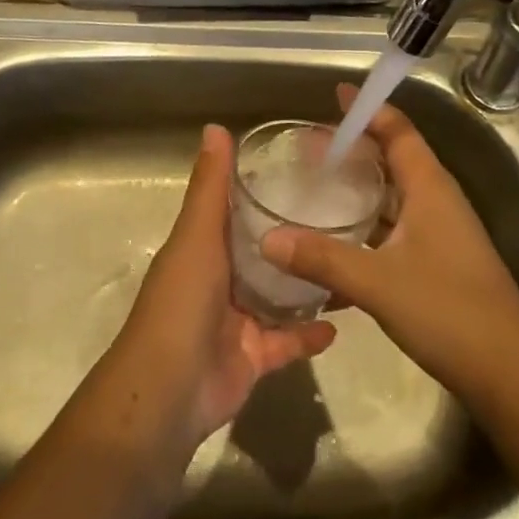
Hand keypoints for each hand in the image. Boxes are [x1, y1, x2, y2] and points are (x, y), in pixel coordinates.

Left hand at [111, 124, 335, 450]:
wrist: (169, 391)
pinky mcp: (254, 357)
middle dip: (294, 239)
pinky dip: (309, 334)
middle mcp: (220, 279)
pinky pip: (288, 342)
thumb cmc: (181, 302)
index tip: (306, 171)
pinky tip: (341, 321)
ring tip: (349, 263)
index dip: (262, 189)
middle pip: (262, 253)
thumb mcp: (197, 235)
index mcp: (204, 246)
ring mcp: (237, 320)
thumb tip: (215, 126)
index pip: (236, 209)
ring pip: (279, 296)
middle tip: (341, 217)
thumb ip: (210, 186)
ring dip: (307, 284)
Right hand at [261, 85, 518, 401]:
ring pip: (394, 197)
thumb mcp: (378, 282)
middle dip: (356, 148)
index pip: (399, 131)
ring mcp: (441, 233)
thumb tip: (268, 238)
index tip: (337, 95)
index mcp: (429, 187)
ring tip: (317, 188)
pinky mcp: (439, 262)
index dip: (369, 110)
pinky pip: (396, 231)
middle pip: (395, 159)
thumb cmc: (448, 310)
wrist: (510, 372)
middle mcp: (437, 201)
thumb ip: (322, 258)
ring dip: (361, 190)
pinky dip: (367, 230)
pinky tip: (336, 251)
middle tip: (312, 146)